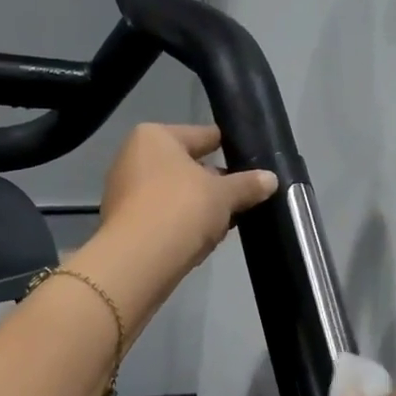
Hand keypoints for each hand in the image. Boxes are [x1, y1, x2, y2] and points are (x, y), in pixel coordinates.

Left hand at [93, 123, 278, 302]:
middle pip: (186, 167)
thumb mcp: (224, 195)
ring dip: (199, 208)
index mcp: (154, 137)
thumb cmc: (181, 209)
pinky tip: (202, 240)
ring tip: (227, 222)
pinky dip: (181, 225)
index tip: (250, 160)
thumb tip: (271, 179)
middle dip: (214, 183)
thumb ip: (247, 185)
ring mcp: (124, 192)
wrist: (138, 260)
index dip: (228, 147)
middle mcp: (133, 158)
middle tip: (244, 198)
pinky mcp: (123, 224)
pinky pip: (162, 218)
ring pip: (174, 195)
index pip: (202, 135)